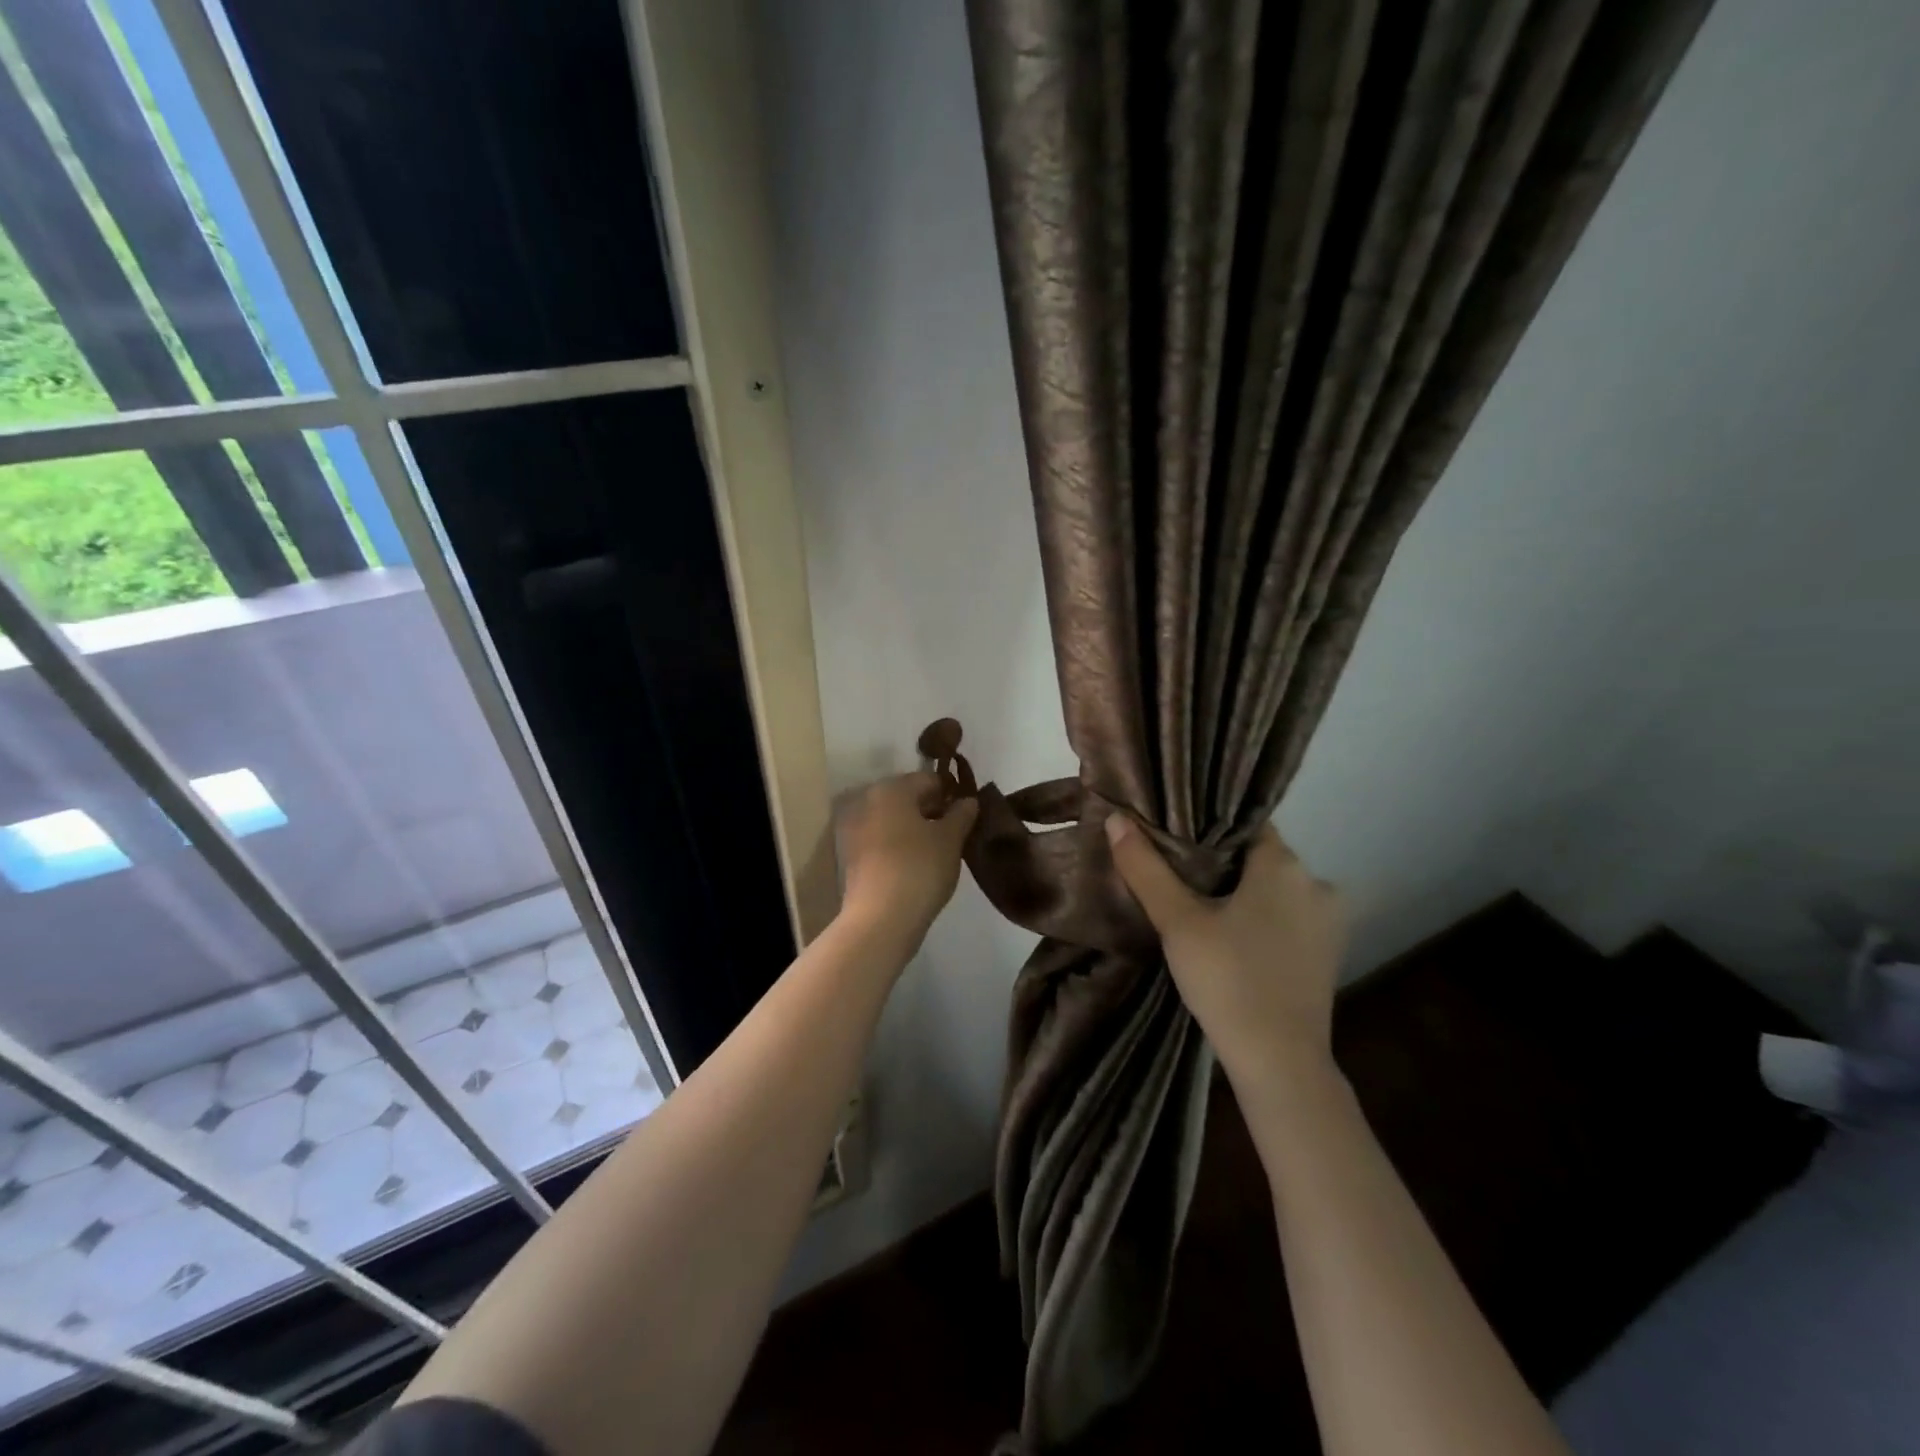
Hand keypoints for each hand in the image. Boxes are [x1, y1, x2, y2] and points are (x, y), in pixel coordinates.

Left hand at [836, 772, 977, 943]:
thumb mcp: (951, 840)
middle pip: (907, 797)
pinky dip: (897, 845)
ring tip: (936, 852)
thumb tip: (967, 801)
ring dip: (913, 828)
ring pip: (892, 819)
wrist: (880, 919)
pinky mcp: (849, 855)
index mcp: (891, 789)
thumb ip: (962, 815)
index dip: (951, 794)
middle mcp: (866, 800)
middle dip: (931, 811)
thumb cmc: (920, 869)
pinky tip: (915, 865)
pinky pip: (880, 839)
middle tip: (954, 835)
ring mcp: (853, 828)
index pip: (929, 779)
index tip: (967, 816)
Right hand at [1105, 817, 1344, 1088]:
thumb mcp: (1177, 921)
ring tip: (1196, 904)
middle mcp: (1316, 882)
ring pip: (1273, 888)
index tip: (1173, 834)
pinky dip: (1260, 917)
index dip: (1206, 825)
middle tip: (1174, 872)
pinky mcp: (1328, 953)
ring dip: (1241, 892)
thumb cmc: (1227, 979)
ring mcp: (1328, 921)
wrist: (1279, 1063)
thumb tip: (1117, 819)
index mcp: (1284, 864)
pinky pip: (1287, 916)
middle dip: (1219, 862)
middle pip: (1258, 856)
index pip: (1244, 822)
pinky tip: (1229, 936)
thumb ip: (1146, 868)